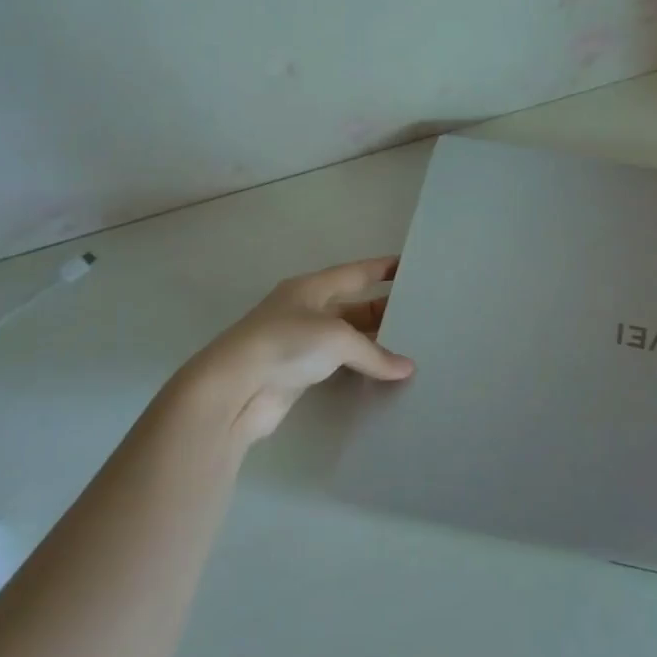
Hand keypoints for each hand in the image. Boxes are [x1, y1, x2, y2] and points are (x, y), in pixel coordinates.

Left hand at [184, 258, 415, 443]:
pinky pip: (338, 365)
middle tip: (421, 316)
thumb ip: (374, 353)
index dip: (382, 268)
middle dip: (384, 309)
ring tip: (410, 347)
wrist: (235, 389)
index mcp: (311, 288)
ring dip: (373, 343)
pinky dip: (360, 368)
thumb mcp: (336, 338)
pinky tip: (382, 375)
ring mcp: (300, 343)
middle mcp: (306, 311)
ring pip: (347, 338)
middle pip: (353, 306)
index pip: (355, 272)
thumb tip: (406, 369)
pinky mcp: (298, 373)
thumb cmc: (285, 344)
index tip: (410, 267)